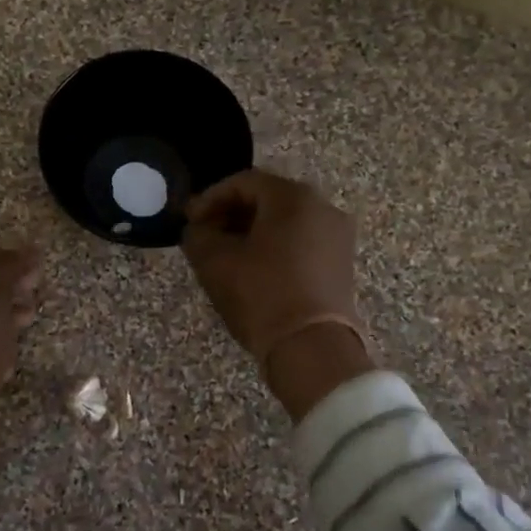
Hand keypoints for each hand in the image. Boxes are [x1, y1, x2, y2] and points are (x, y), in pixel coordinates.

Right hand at [180, 170, 372, 419]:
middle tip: (204, 235)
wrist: (312, 348)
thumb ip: (198, 235)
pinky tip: (252, 270)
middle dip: (232, 214)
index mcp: (294, 197)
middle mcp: (323, 208)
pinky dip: (274, 248)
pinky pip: (301, 243)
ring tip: (225, 255)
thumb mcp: (215, 262)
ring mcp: (337, 237)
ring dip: (252, 232)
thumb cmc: (261, 294)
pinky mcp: (341, 265)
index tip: (189, 221)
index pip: (244, 182)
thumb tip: (198, 230)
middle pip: (268, 199)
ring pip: (286, 222)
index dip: (210, 198)